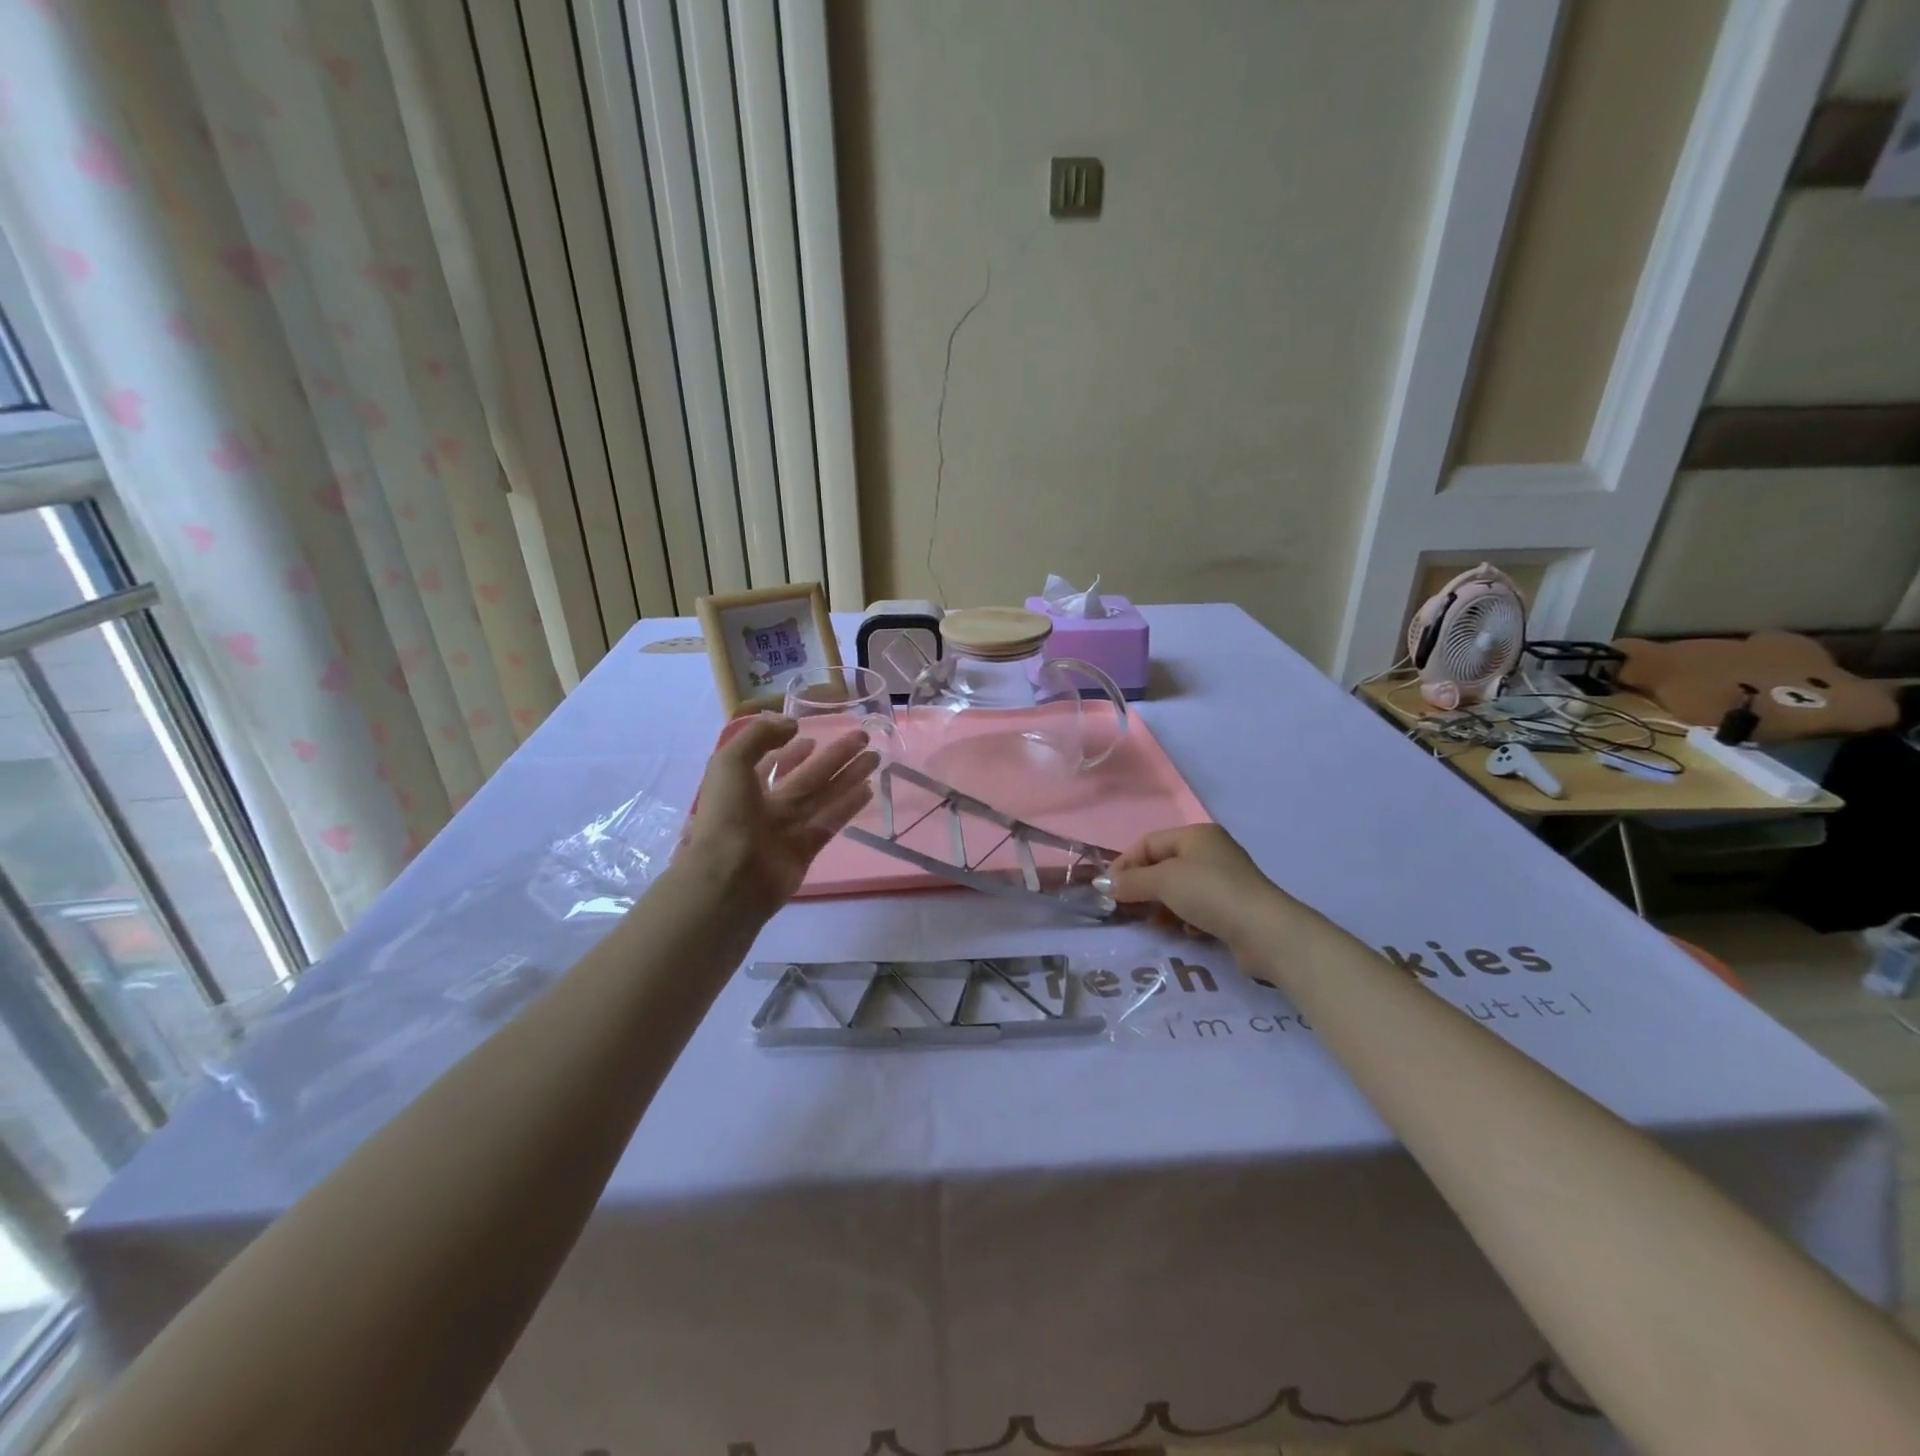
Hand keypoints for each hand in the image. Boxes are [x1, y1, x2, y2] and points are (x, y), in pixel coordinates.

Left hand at [680, 715, 879, 917]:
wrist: (730, 877)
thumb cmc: (726, 816)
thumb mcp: (731, 762)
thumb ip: (760, 735)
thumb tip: (793, 724)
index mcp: (744, 787)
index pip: (771, 763)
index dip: (791, 751)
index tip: (812, 736)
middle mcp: (768, 806)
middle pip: (808, 776)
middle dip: (834, 756)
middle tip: (863, 737)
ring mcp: (789, 829)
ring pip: (825, 796)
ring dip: (849, 776)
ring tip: (875, 758)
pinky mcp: (807, 848)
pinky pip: (831, 821)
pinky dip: (849, 805)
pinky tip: (869, 789)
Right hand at [1107, 824, 1289, 948]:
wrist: (1265, 932)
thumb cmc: (1210, 893)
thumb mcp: (1163, 881)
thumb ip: (1131, 881)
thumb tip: (1102, 884)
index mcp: (1196, 835)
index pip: (1149, 842)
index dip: (1125, 863)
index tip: (1108, 889)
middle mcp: (1211, 852)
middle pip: (1163, 866)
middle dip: (1142, 886)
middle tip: (1125, 907)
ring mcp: (1224, 880)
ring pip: (1179, 889)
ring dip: (1161, 905)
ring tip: (1153, 922)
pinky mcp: (1232, 908)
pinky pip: (1197, 908)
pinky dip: (1184, 918)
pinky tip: (1183, 931)